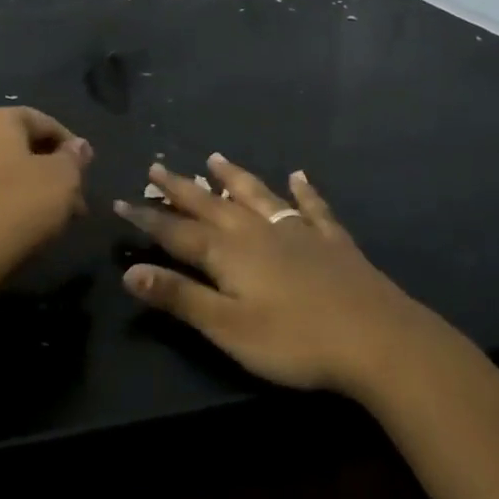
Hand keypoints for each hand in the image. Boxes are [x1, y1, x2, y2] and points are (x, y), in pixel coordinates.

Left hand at [0, 107, 92, 289]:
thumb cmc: (14, 209)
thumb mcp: (61, 181)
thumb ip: (73, 159)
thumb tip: (77, 146)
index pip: (42, 121)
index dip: (70, 145)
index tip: (86, 172)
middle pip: (18, 146)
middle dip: (49, 171)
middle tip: (72, 200)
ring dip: (27, 189)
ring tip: (49, 219)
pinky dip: (1, 202)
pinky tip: (16, 228)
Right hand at [113, 155, 448, 395]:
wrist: (378, 339)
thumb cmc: (294, 340)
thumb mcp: (227, 327)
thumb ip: (179, 297)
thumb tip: (130, 271)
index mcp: (229, 253)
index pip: (177, 231)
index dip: (147, 218)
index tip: (121, 202)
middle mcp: (258, 232)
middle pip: (211, 204)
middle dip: (181, 188)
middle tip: (157, 166)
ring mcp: (298, 232)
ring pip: (257, 196)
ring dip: (234, 177)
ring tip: (214, 157)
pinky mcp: (332, 242)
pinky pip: (312, 208)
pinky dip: (304, 191)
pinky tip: (299, 176)